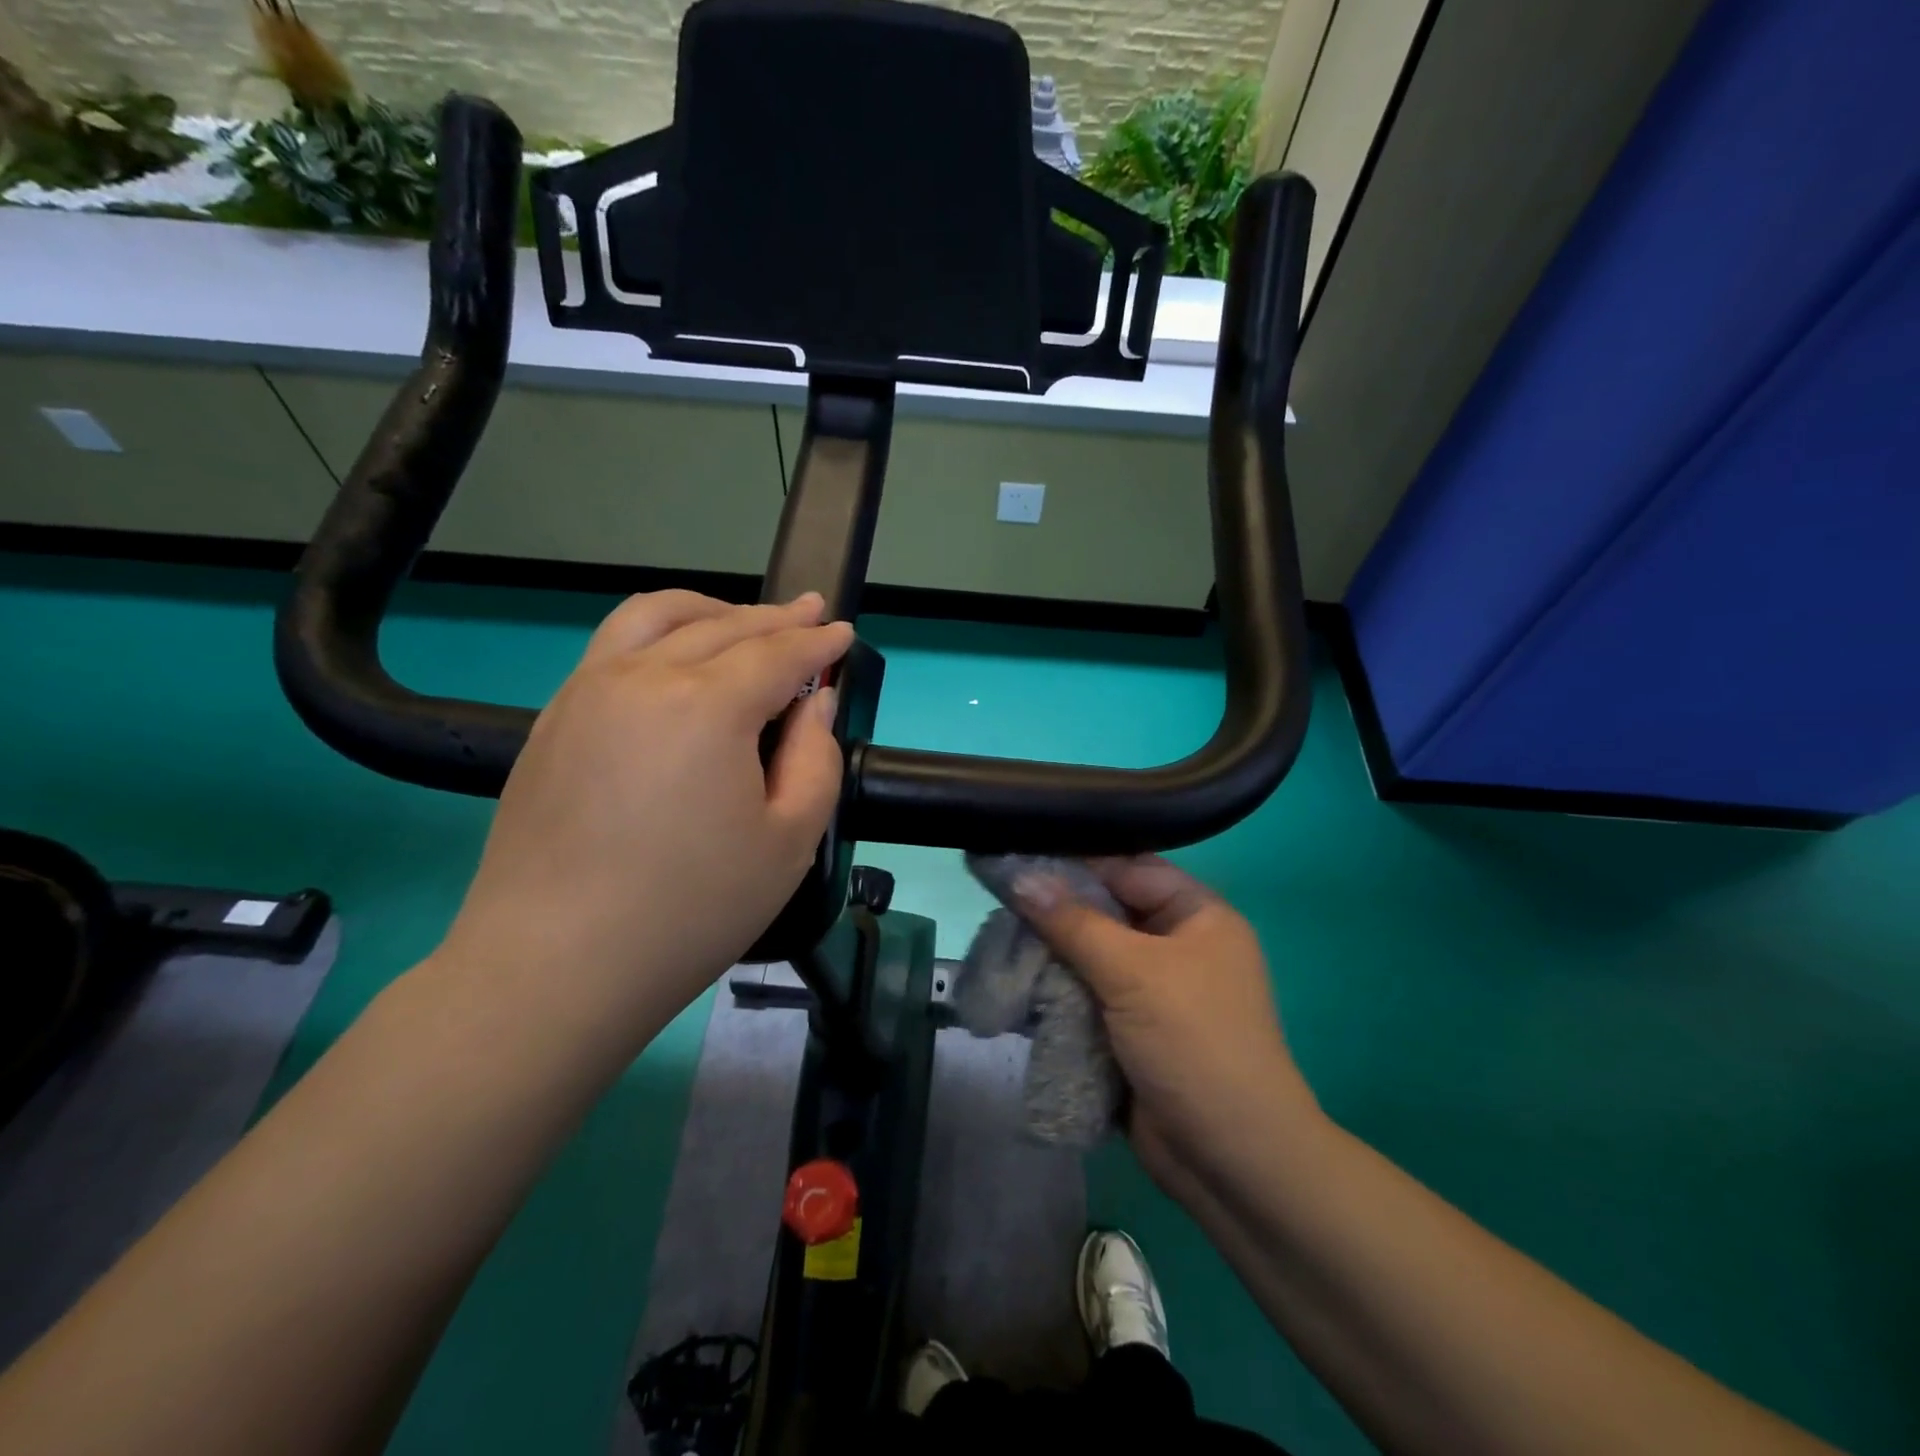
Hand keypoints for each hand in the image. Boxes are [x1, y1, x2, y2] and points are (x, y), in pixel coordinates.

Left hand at [433, 590, 852, 1057]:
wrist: (555, 965)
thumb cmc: (691, 909)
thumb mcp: (790, 841)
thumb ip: (815, 758)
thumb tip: (813, 702)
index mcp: (706, 705)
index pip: (777, 654)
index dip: (818, 642)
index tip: (844, 632)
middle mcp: (643, 676)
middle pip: (722, 626)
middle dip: (776, 618)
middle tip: (811, 613)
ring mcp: (588, 691)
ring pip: (657, 617)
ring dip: (712, 610)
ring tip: (744, 619)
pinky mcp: (554, 717)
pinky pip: (614, 645)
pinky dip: (660, 631)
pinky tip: (676, 656)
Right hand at [1013, 857, 1319, 1190]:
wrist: (1230, 1161)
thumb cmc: (1194, 1044)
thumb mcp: (1134, 972)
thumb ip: (1073, 922)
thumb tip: (1018, 875)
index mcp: (1197, 915)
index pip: (1128, 866)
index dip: (1075, 859)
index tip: (1017, 851)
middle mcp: (1176, 944)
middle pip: (1105, 910)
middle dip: (1054, 908)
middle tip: (995, 895)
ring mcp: (1152, 989)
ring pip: (1089, 953)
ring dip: (1049, 951)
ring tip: (996, 937)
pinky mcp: (1129, 1027)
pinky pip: (1085, 992)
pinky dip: (1054, 987)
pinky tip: (1013, 977)